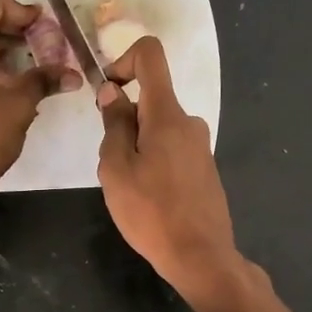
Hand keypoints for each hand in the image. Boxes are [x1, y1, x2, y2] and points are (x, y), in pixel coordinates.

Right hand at [97, 37, 305, 311]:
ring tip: (130, 190)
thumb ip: (114, 125)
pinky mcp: (204, 168)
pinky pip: (172, 150)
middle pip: (150, 100)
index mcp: (167, 115)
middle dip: (124, 123)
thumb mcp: (116, 169)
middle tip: (112, 166)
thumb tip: (114, 92)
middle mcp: (189, 122)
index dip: (123, 60)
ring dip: (137, 148)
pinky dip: (154, 162)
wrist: (200, 256)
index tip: (107, 91)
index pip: (150, 55)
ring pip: (158, 130)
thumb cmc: (151, 213)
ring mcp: (200, 146)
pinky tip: (149, 200)